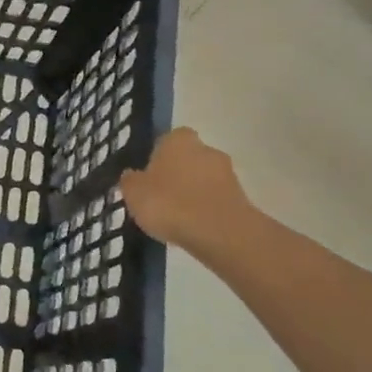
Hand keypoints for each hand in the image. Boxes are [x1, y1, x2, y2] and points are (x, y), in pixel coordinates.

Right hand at [118, 127, 255, 256]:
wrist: (219, 232)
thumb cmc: (169, 203)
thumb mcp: (134, 193)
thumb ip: (130, 181)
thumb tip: (131, 175)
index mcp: (177, 140)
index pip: (165, 140)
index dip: (155, 158)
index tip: (147, 178)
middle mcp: (205, 148)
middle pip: (187, 158)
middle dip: (176, 174)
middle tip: (160, 198)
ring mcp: (227, 172)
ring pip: (202, 179)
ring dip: (192, 192)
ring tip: (176, 217)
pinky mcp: (240, 197)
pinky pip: (215, 199)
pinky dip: (205, 209)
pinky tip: (193, 227)